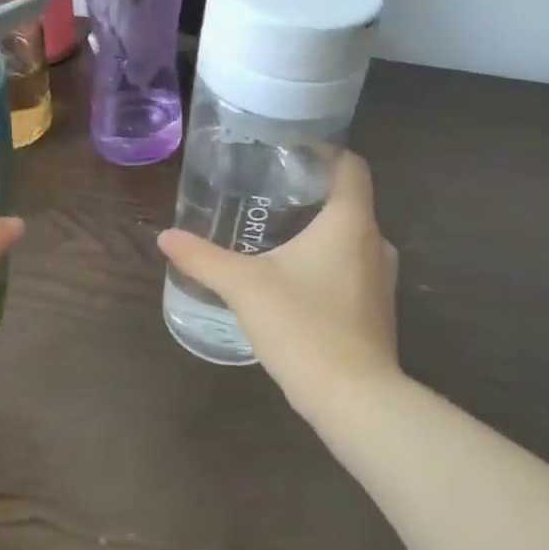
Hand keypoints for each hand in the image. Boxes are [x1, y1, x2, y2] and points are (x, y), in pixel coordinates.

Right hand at [157, 152, 401, 413]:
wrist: (354, 399)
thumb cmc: (303, 327)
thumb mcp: (244, 287)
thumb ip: (204, 258)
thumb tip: (166, 236)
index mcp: (350, 222)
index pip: (351, 165)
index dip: (326, 150)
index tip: (291, 150)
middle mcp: (376, 242)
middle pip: (350, 200)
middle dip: (313, 192)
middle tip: (270, 190)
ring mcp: (383, 279)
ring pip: (353, 237)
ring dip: (321, 230)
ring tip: (278, 232)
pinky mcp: (379, 309)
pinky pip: (355, 267)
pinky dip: (330, 261)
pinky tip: (296, 277)